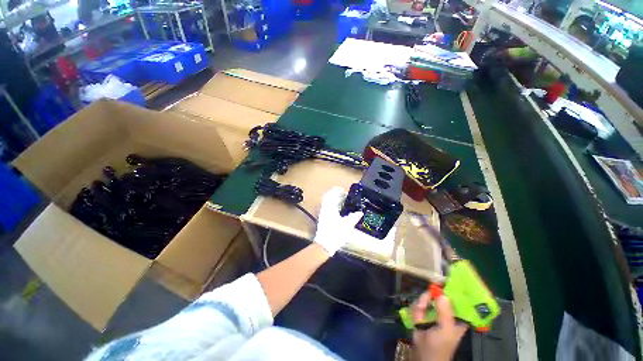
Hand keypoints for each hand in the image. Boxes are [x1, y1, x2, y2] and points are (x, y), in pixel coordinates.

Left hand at [313, 187, 362, 255]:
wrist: (324, 245)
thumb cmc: (335, 234)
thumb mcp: (347, 226)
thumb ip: (354, 218)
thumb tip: (360, 213)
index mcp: (329, 209)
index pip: (330, 195)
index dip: (335, 190)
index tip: (342, 189)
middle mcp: (325, 210)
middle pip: (327, 198)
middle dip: (334, 194)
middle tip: (343, 194)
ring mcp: (323, 214)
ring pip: (327, 203)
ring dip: (333, 199)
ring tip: (342, 200)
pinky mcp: (323, 219)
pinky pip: (327, 207)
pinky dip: (332, 205)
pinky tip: (338, 209)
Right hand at [412, 292, 467, 360]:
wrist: (422, 354)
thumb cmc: (440, 345)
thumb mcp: (445, 331)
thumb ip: (445, 313)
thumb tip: (442, 294)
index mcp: (458, 316)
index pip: (460, 299)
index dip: (455, 289)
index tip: (446, 279)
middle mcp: (447, 311)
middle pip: (440, 294)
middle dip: (432, 295)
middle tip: (429, 294)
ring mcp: (434, 311)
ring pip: (428, 297)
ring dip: (422, 302)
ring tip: (420, 309)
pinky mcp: (423, 312)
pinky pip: (420, 302)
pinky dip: (417, 307)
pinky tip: (417, 314)